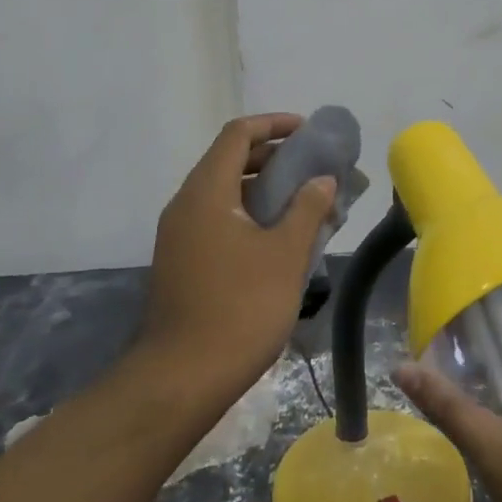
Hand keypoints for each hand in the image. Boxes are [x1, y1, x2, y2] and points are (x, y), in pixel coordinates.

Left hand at [140, 114, 338, 400]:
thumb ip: (308, 209)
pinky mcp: (181, 261)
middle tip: (312, 168)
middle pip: (229, 160)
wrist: (182, 377)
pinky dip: (248, 214)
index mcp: (206, 192)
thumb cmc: (240, 307)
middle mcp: (186, 204)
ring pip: (224, 192)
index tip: (308, 132)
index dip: (274, 124)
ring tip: (303, 201)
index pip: (237, 134)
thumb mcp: (285, 255)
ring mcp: (179, 235)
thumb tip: (322, 180)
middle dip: (273, 157)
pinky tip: (278, 238)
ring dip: (263, 188)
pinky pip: (217, 219)